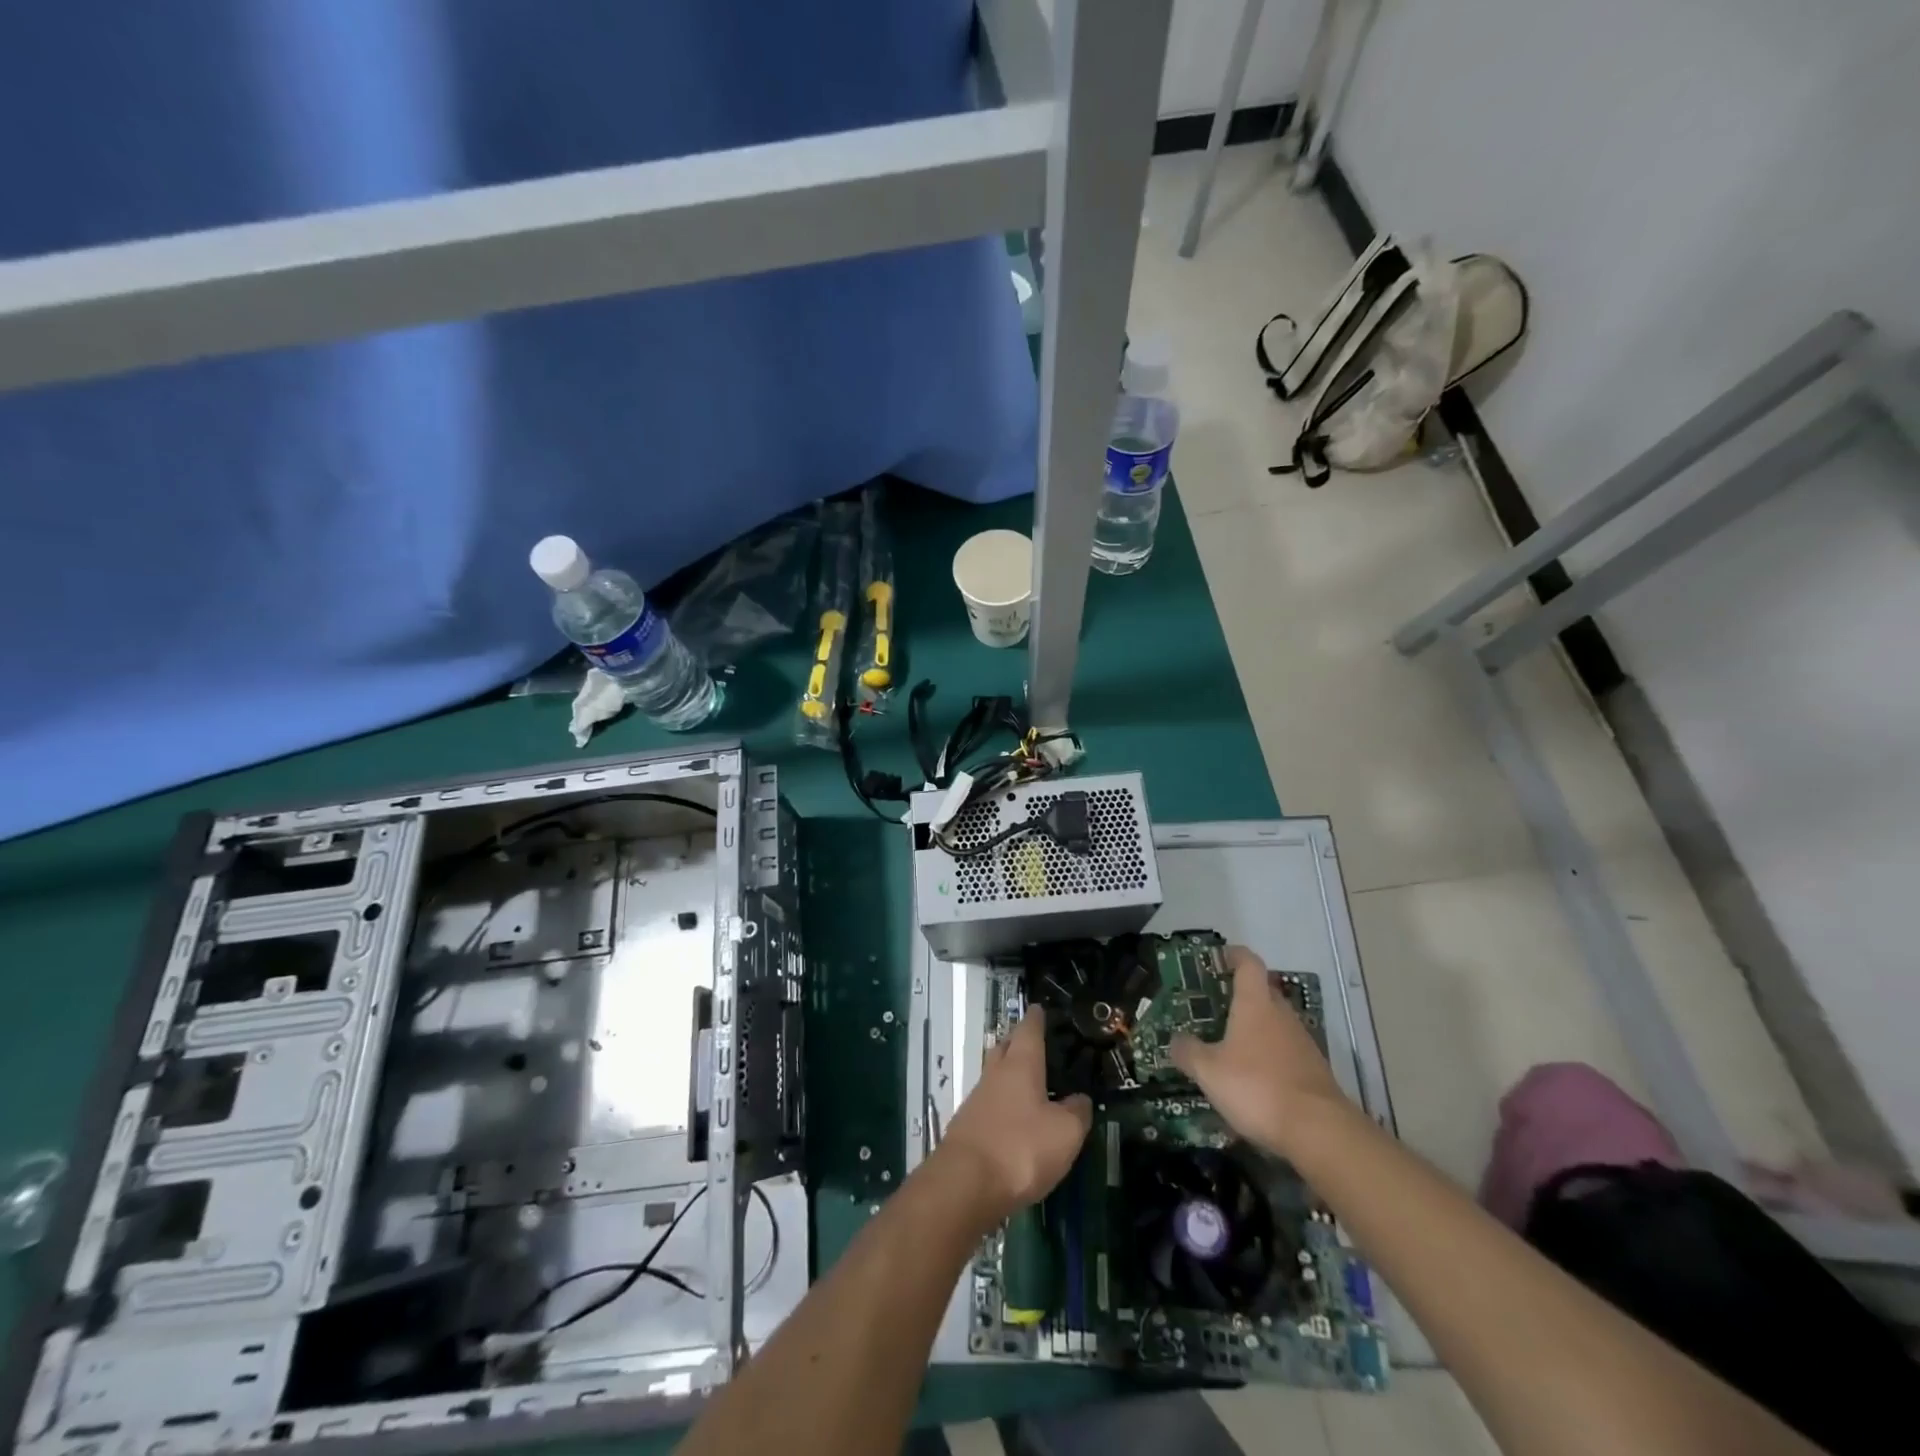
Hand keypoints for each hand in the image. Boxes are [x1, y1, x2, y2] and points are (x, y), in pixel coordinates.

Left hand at [935, 1013, 1090, 1222]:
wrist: (965, 1183)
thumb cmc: (1020, 1148)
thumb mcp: (1064, 1133)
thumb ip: (1076, 1112)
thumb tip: (1080, 1099)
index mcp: (1021, 1065)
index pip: (1028, 1030)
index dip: (1035, 1018)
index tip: (1039, 1008)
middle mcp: (995, 1074)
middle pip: (1005, 1047)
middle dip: (1018, 1040)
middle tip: (1033, 1040)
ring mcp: (977, 1099)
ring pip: (995, 1074)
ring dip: (1008, 1072)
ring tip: (1027, 1080)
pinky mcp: (967, 1126)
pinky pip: (988, 1102)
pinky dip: (1002, 1101)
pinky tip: (1012, 1116)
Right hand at [1170, 945, 1347, 1156]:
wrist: (1319, 1131)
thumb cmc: (1257, 1087)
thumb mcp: (1209, 1071)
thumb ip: (1188, 1052)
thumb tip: (1175, 1041)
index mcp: (1256, 1004)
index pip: (1248, 963)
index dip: (1234, 955)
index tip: (1220, 956)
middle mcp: (1282, 1015)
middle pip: (1263, 992)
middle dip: (1241, 995)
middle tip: (1217, 1006)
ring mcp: (1302, 1043)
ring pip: (1276, 1023)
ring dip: (1256, 1028)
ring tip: (1231, 1044)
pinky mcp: (1314, 1070)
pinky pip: (1286, 1051)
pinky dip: (1270, 1055)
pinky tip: (1255, 1077)